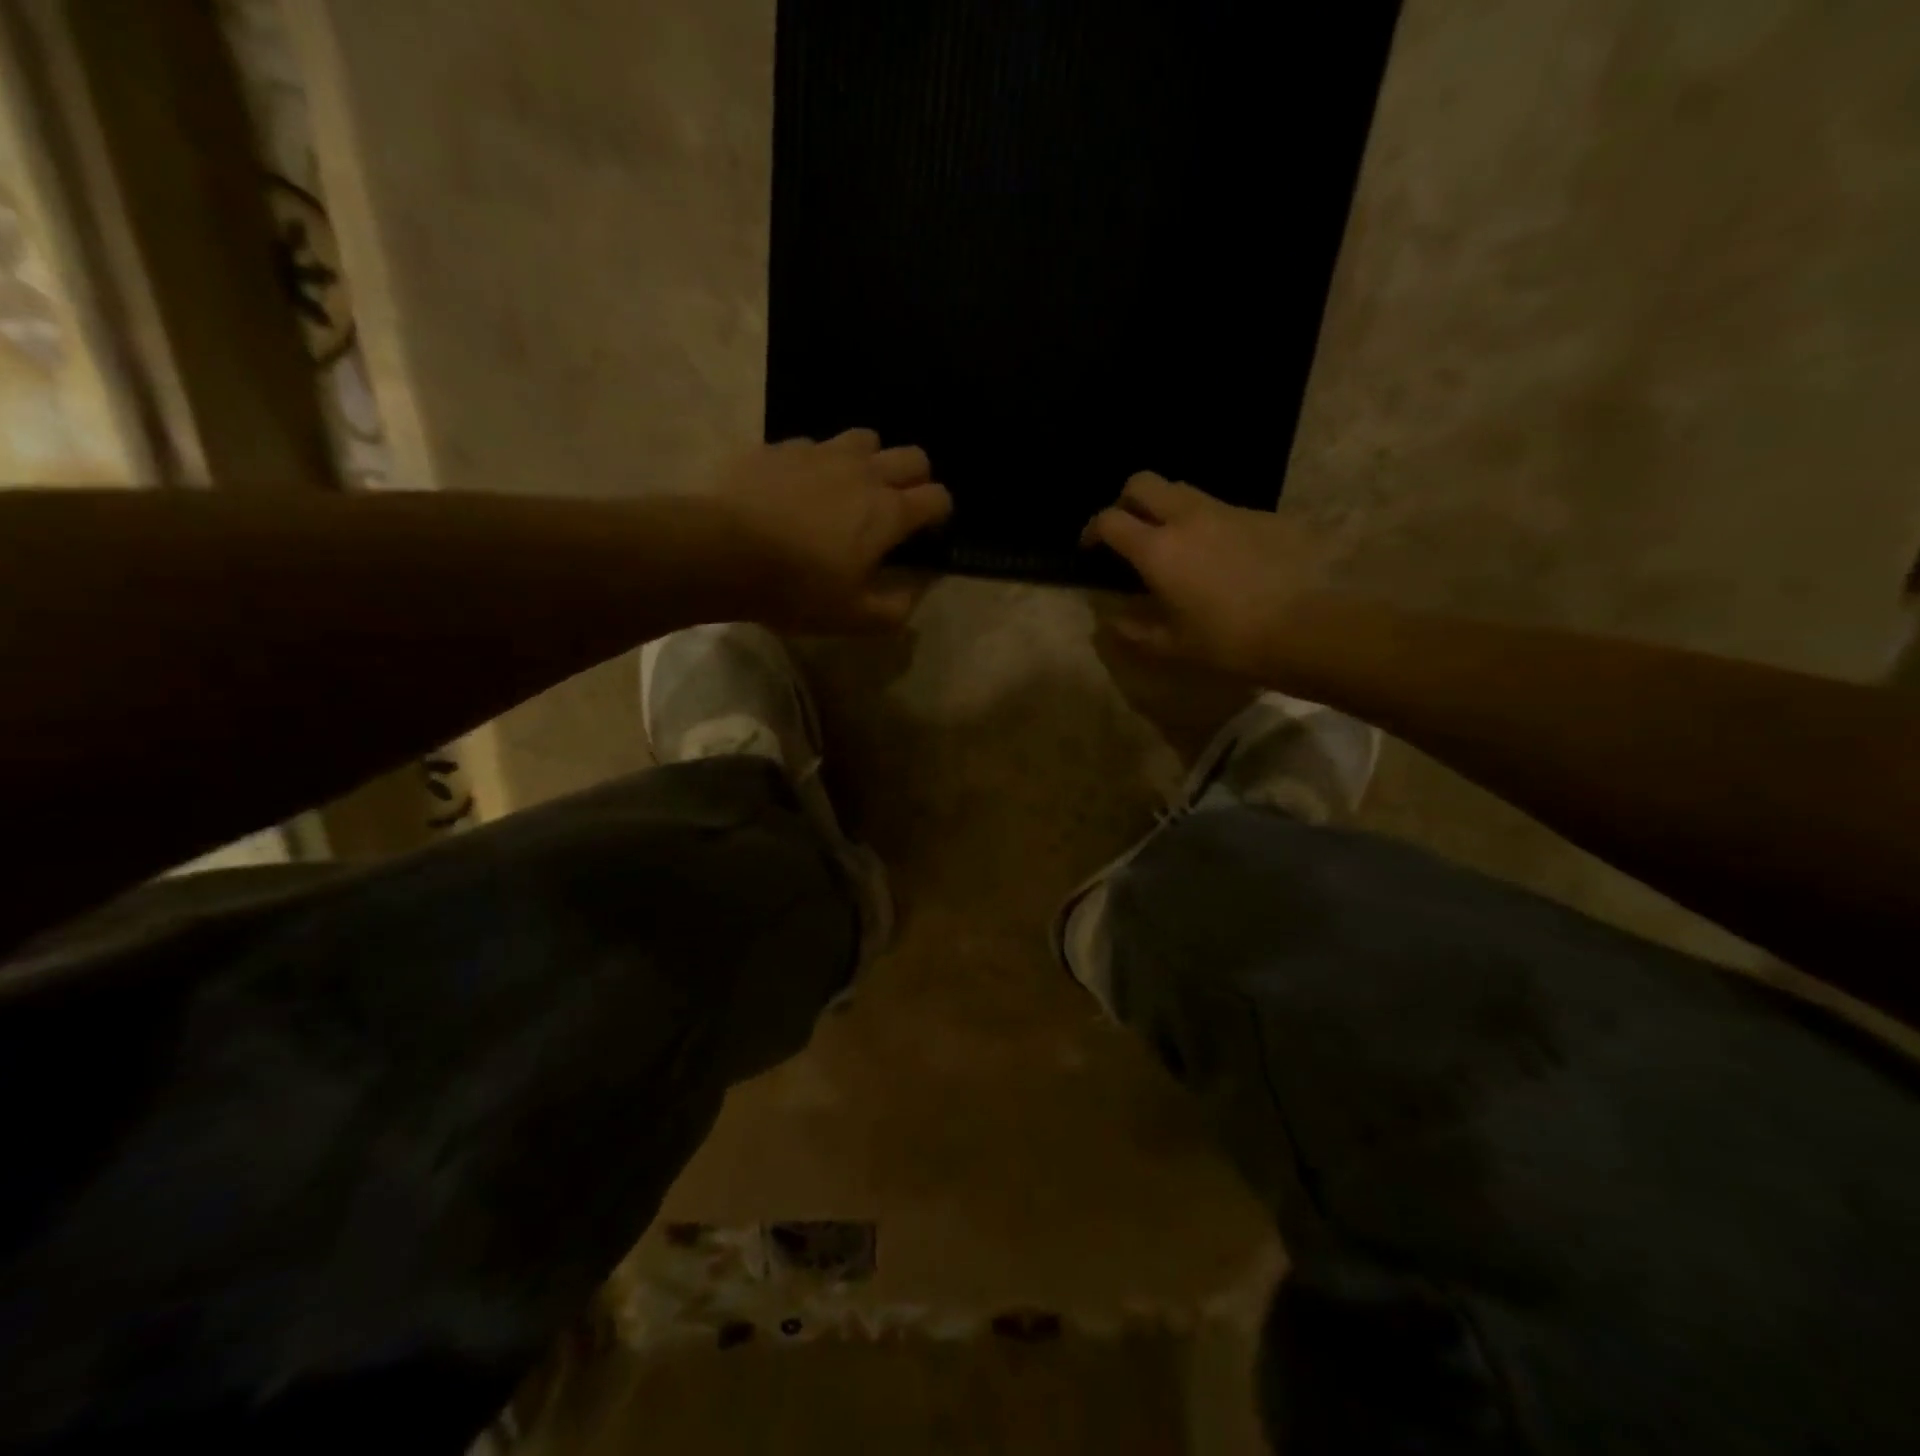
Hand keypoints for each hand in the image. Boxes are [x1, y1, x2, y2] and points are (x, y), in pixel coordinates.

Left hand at [704, 430, 950, 630]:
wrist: (722, 552)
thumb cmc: (796, 589)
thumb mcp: (853, 617)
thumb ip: (896, 607)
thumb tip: (918, 590)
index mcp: (888, 513)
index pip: (938, 497)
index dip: (940, 514)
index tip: (926, 534)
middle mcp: (864, 472)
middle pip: (912, 456)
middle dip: (915, 478)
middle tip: (895, 508)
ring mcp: (821, 453)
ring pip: (865, 439)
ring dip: (869, 460)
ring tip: (850, 488)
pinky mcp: (781, 448)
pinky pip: (813, 445)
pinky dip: (817, 463)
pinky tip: (799, 487)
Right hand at [1084, 472, 1325, 674]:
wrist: (1305, 627)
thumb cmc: (1228, 641)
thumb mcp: (1172, 645)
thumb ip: (1133, 629)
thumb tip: (1108, 619)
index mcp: (1157, 549)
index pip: (1110, 520)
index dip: (1093, 530)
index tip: (1091, 548)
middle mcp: (1187, 518)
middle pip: (1143, 482)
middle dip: (1126, 501)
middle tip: (1129, 531)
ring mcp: (1227, 511)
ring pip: (1183, 489)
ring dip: (1167, 508)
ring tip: (1174, 543)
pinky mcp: (1260, 515)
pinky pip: (1221, 508)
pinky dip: (1206, 523)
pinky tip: (1220, 556)